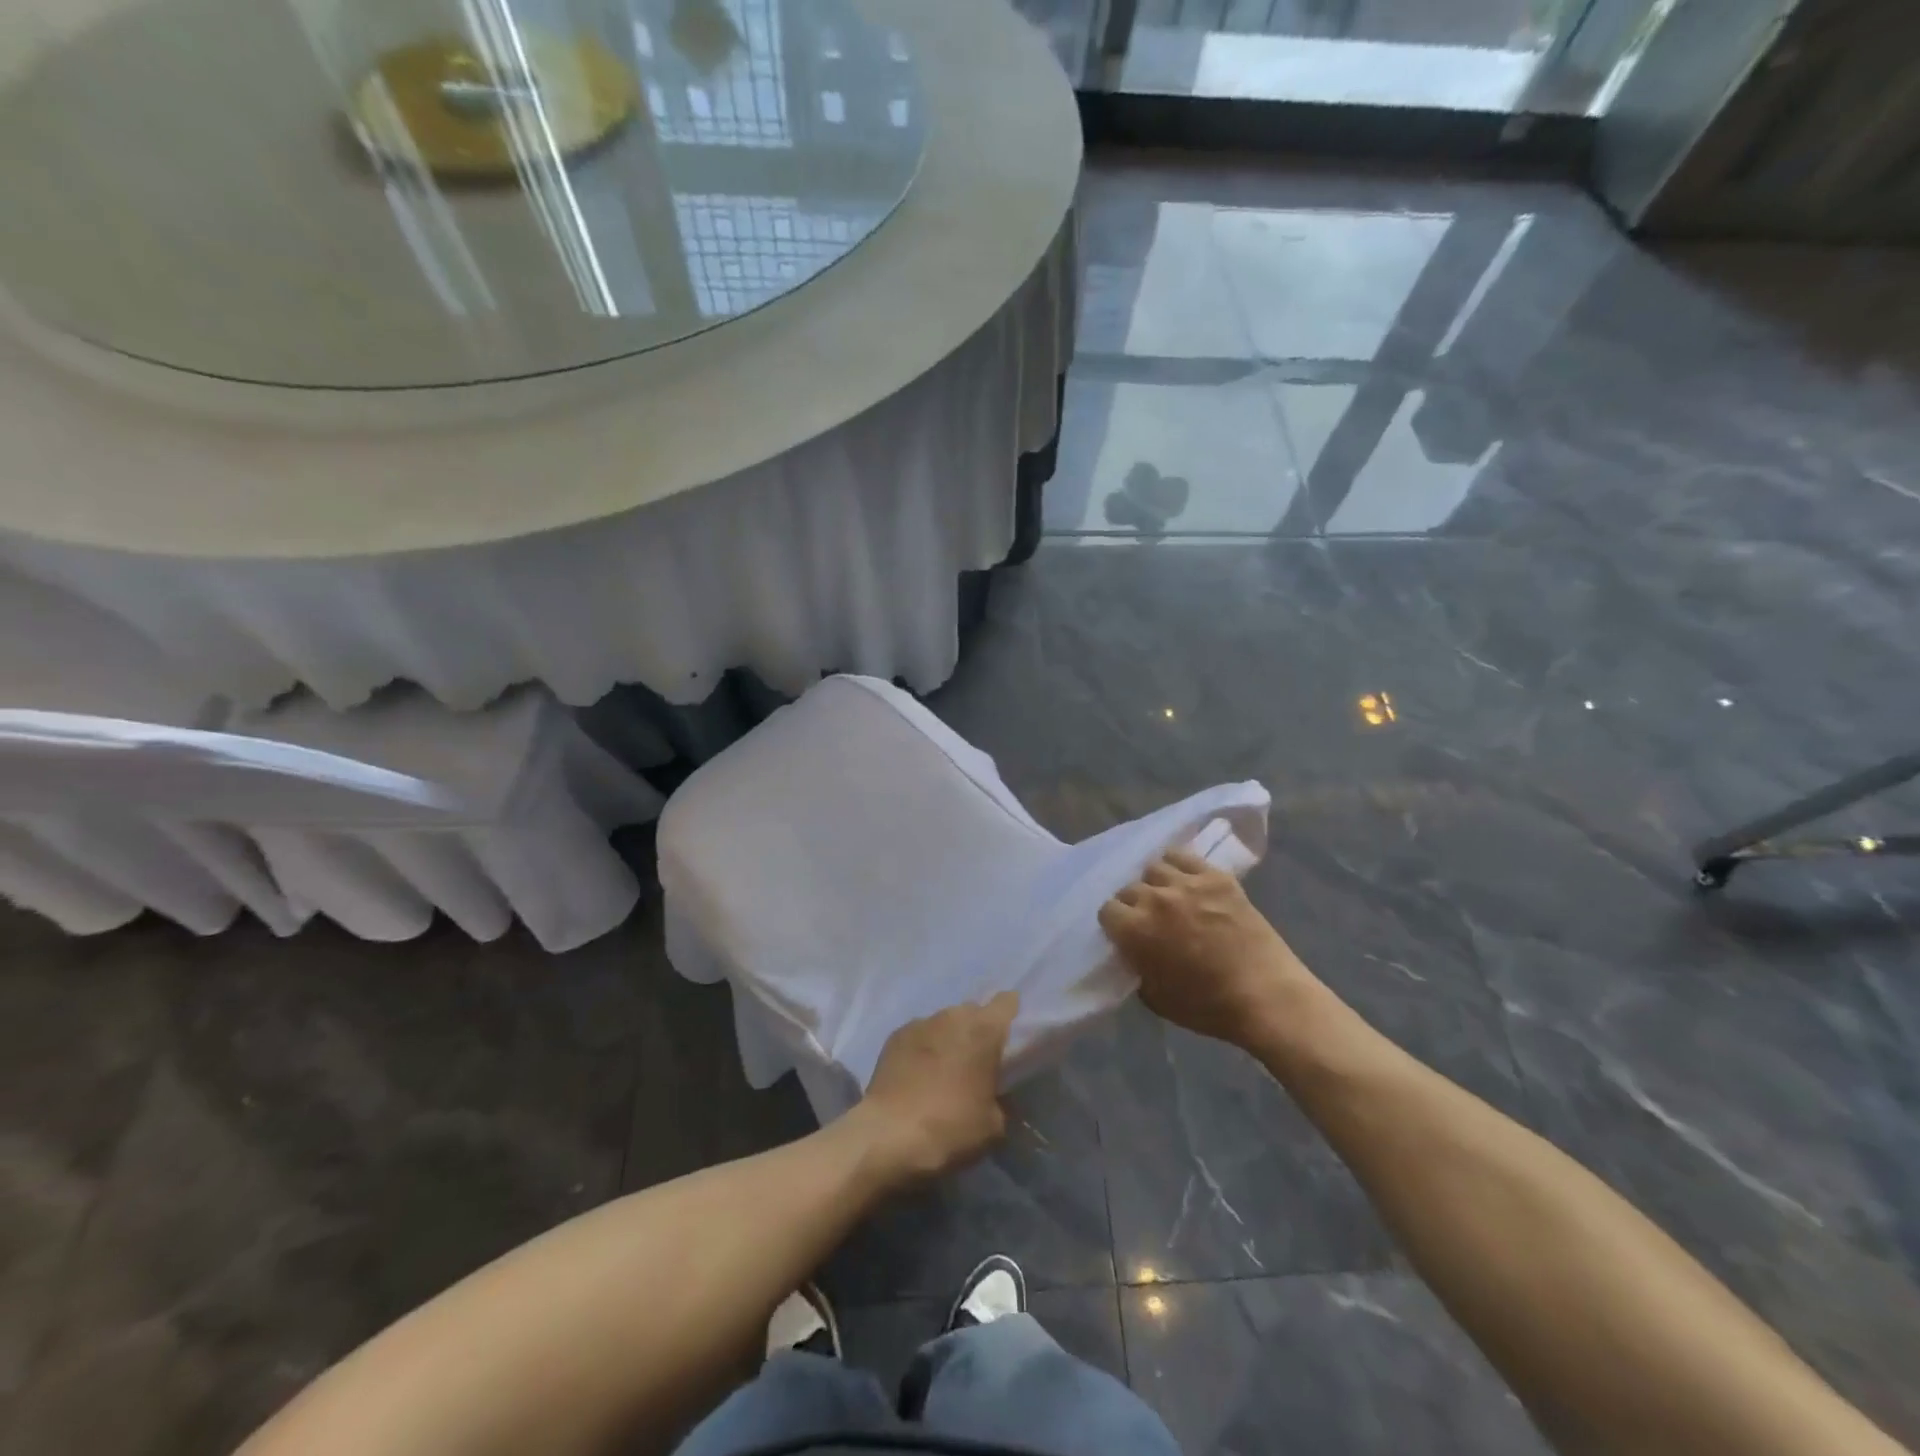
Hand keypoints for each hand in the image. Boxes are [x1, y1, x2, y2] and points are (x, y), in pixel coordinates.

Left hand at [855, 993, 1018, 1186]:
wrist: (888, 1136)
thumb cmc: (950, 1128)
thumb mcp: (993, 1126)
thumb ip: (1001, 1099)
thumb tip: (994, 1094)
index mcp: (984, 1030)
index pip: (1007, 1002)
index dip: (1011, 1013)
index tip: (1011, 1033)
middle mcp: (953, 1016)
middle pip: (973, 1011)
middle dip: (977, 1030)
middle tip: (978, 1060)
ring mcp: (920, 1023)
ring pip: (944, 1022)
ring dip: (949, 1038)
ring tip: (945, 1068)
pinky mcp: (895, 1036)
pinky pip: (919, 1034)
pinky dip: (923, 1048)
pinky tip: (918, 1073)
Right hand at [1099, 849, 1305, 1049]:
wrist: (1266, 996)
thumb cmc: (1208, 1007)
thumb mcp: (1155, 999)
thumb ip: (1137, 968)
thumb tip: (1134, 952)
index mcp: (1135, 930)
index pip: (1107, 910)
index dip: (1116, 924)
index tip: (1126, 934)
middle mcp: (1154, 898)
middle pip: (1129, 888)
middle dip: (1134, 904)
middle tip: (1150, 920)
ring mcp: (1187, 884)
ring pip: (1154, 867)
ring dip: (1155, 883)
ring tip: (1168, 896)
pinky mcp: (1216, 877)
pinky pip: (1184, 857)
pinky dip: (1178, 865)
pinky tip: (1186, 881)